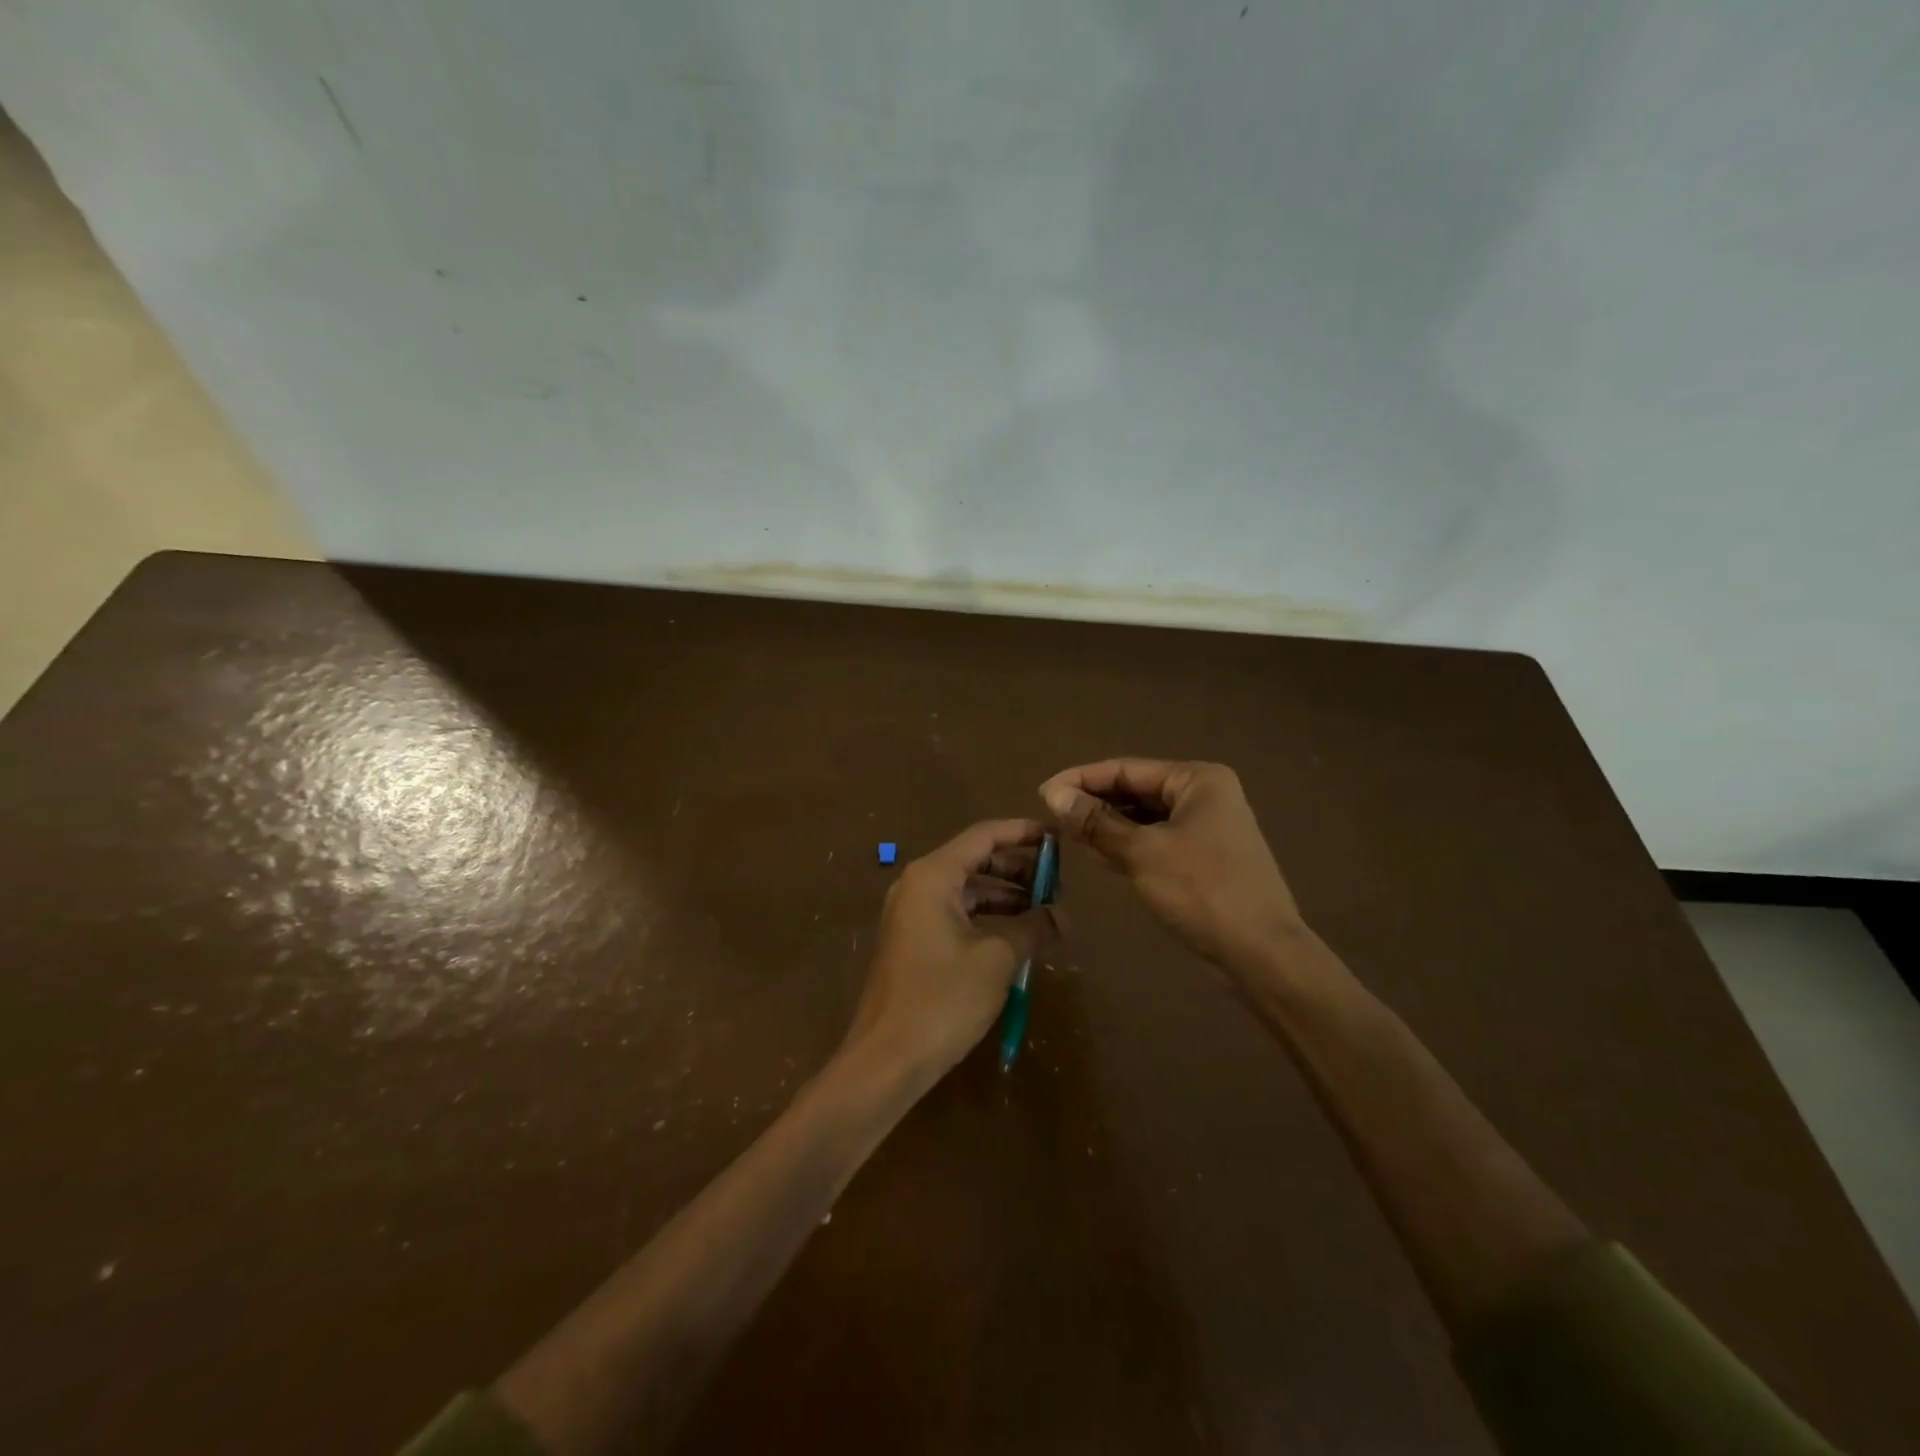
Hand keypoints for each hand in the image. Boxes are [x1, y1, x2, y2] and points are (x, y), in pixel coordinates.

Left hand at [843, 819, 1058, 1082]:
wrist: (887, 1059)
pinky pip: (957, 914)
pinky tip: (1018, 935)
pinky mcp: (914, 941)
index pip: (984, 836)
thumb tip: (1063, 917)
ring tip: (1046, 910)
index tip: (1058, 839)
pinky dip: (988, 918)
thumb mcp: (997, 959)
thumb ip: (1033, 927)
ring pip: (967, 890)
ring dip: (1005, 896)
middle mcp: (918, 885)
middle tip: (1058, 882)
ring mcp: (912, 914)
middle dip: (1018, 869)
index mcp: (933, 876)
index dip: (1022, 833)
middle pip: (975, 860)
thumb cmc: (942, 999)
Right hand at [1039, 759, 1306, 978]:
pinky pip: (1156, 842)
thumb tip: (1053, 794)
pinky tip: (1097, 856)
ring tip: (1066, 835)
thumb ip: (1097, 822)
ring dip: (1107, 826)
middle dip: (1094, 803)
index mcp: (1197, 780)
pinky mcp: (1203, 859)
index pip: (1126, 769)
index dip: (1082, 779)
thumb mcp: (1142, 852)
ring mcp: (1207, 829)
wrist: (1262, 954)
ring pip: (1144, 819)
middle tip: (1051, 817)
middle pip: (1136, 791)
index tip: (1042, 793)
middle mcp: (1204, 796)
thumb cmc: (1202, 890)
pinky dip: (1127, 846)